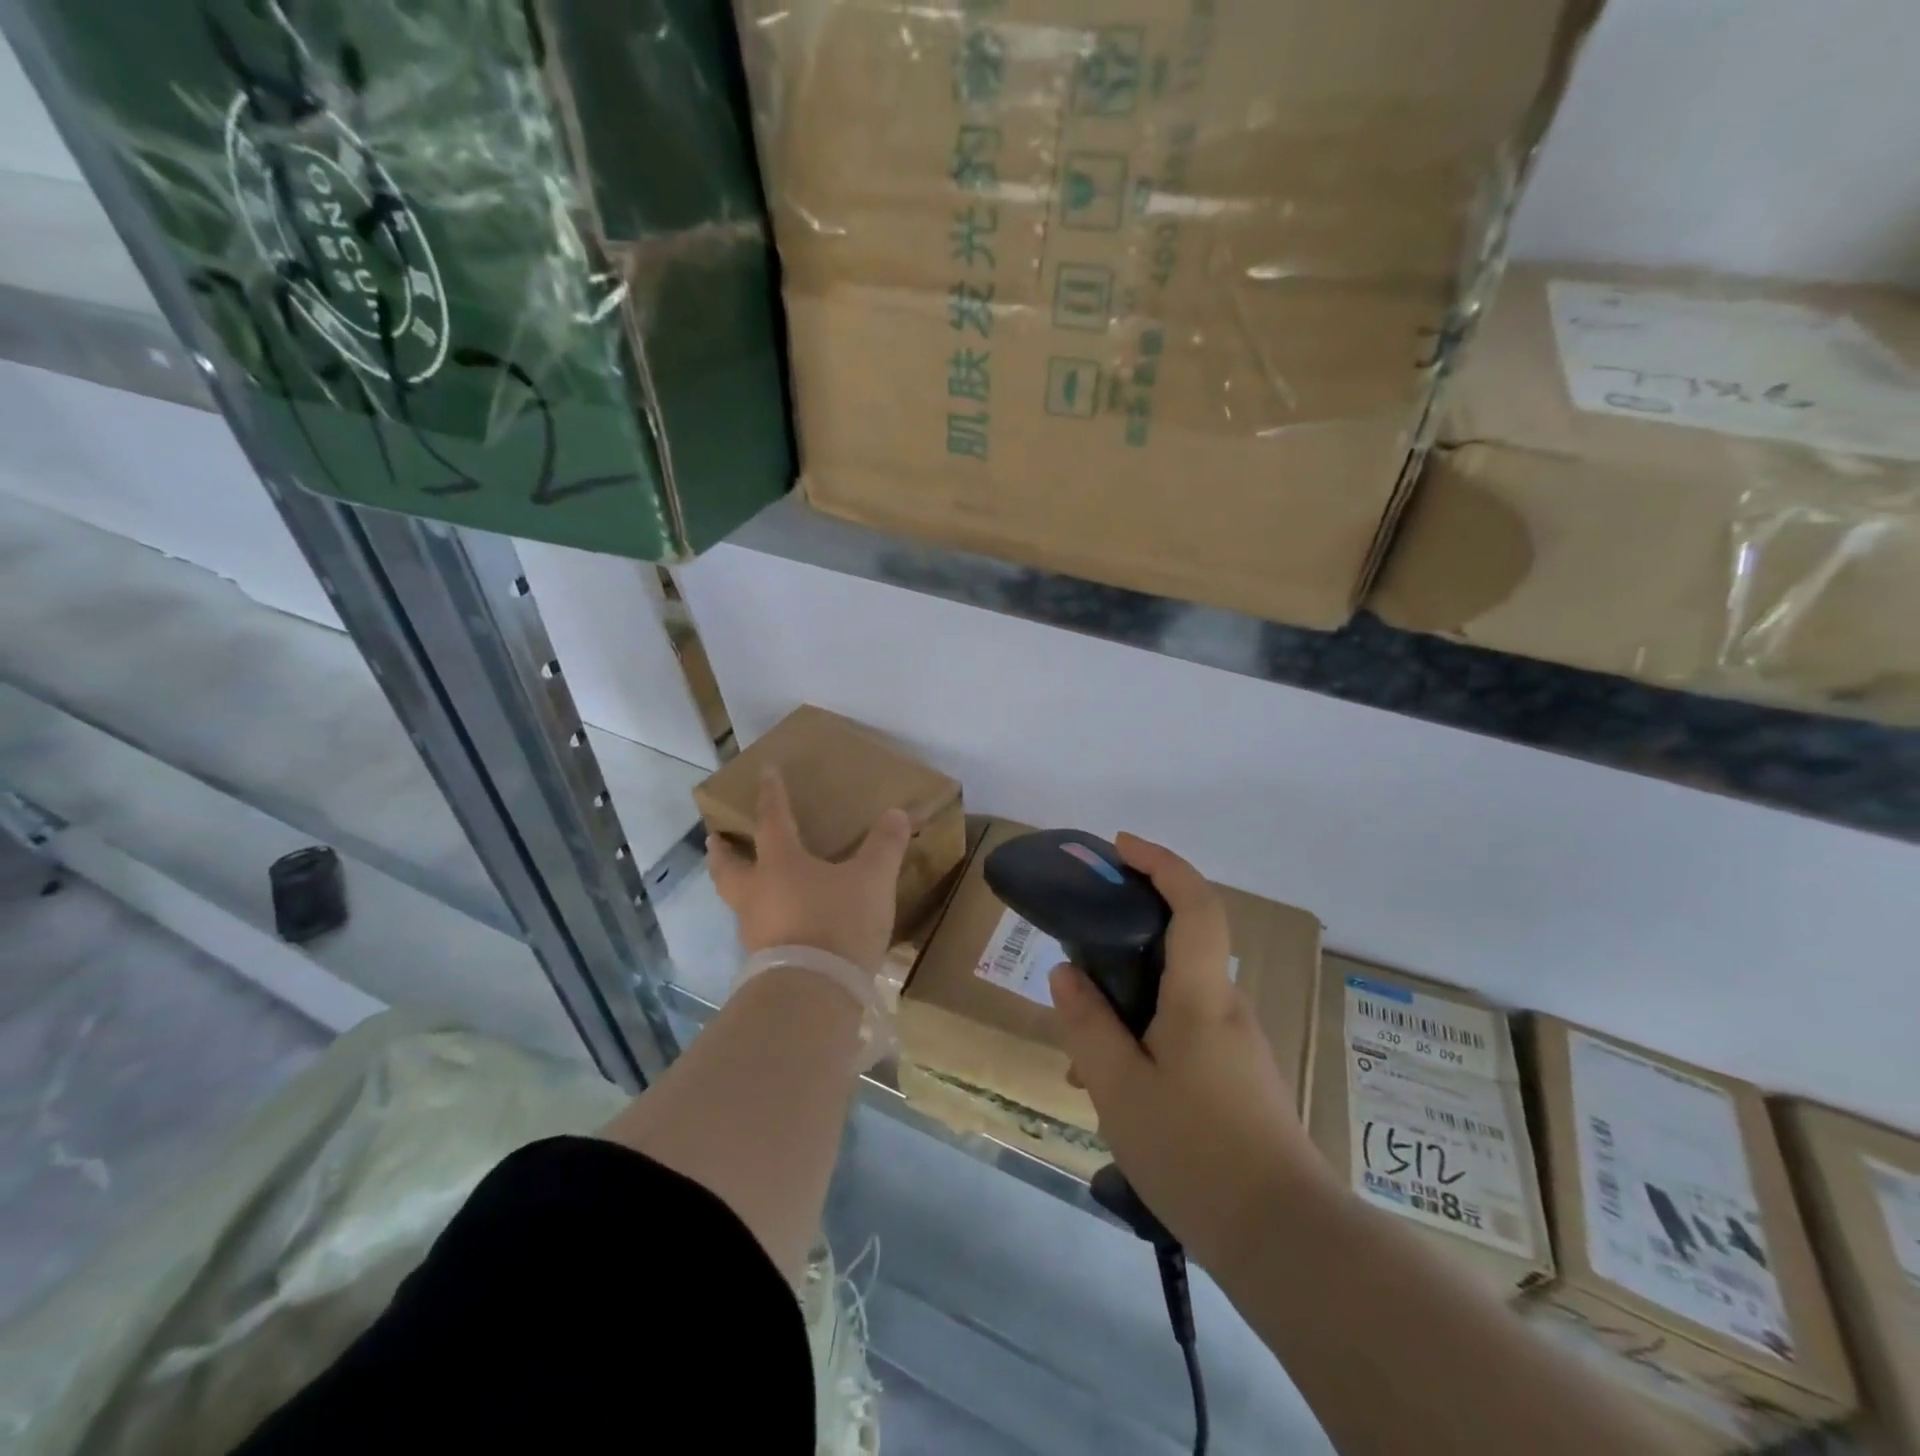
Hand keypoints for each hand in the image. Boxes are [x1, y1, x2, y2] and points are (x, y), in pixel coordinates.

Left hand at [709, 769, 910, 973]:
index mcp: (780, 863)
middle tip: (714, 839)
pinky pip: (757, 930)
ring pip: (738, 901)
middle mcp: (758, 893)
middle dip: (722, 851)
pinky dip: (762, 919)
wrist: (814, 992)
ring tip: (750, 883)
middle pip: (728, 867)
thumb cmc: (837, 922)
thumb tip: (896, 813)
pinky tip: (779, 925)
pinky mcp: (763, 962)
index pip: (772, 820)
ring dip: (738, 887)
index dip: (771, 795)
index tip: (764, 773)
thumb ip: (884, 846)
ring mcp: (755, 930)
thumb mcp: (872, 880)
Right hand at [1049, 833, 1329, 1271]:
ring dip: (1130, 1004)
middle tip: (1079, 964)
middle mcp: (1225, 1006)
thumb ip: (1088, 1024)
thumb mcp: (1119, 1089)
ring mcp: (1237, 1043)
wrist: (1284, 1238)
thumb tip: (1066, 973)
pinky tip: (1118, 1090)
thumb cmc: (1195, 1153)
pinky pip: (1186, 1031)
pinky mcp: (1239, 1075)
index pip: (1194, 902)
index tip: (1120, 847)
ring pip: (1176, 996)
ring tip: (1085, 1059)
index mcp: (1200, 995)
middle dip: (1127, 939)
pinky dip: (1147, 1036)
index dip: (1161, 862)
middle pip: (1181, 943)